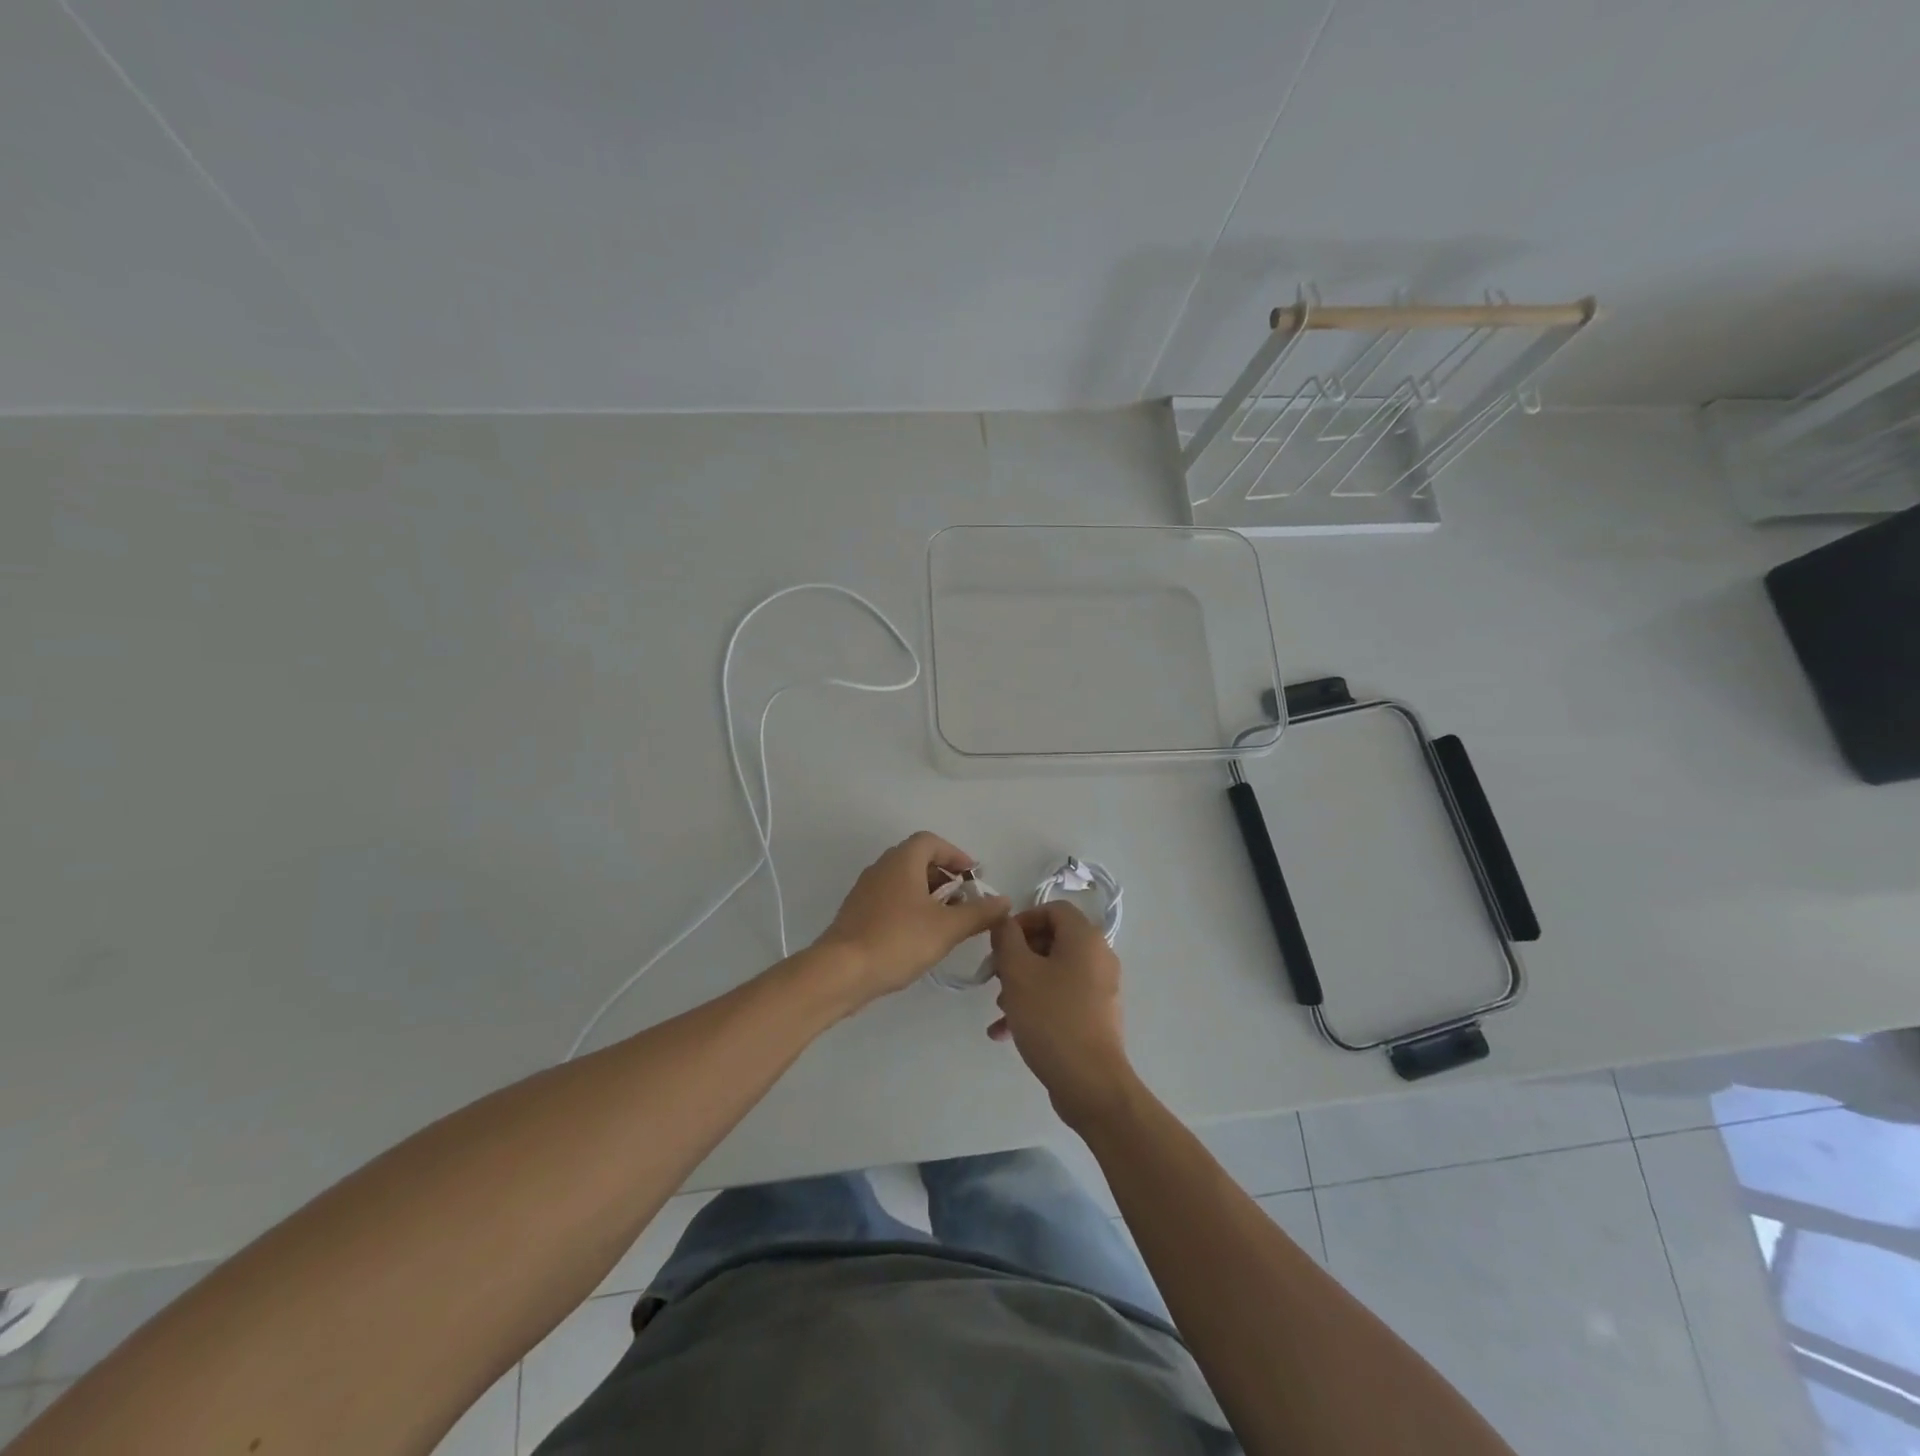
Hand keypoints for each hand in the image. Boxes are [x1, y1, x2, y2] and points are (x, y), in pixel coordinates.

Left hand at [814, 831, 1009, 1003]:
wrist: (840, 971)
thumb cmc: (897, 940)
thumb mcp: (947, 928)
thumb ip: (979, 913)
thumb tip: (1004, 901)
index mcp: (902, 861)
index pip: (931, 841)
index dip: (955, 855)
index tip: (973, 877)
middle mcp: (881, 868)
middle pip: (917, 860)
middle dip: (944, 877)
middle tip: (964, 902)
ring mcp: (865, 890)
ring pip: (903, 882)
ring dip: (928, 895)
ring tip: (946, 922)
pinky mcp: (856, 913)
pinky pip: (890, 900)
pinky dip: (910, 909)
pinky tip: (919, 937)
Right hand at [988, 902, 1136, 1127]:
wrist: (1090, 1082)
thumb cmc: (1051, 1017)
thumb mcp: (1018, 972)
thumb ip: (1006, 938)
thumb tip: (1005, 921)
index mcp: (1085, 938)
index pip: (1052, 909)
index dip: (1022, 919)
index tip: (999, 943)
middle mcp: (1098, 957)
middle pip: (1052, 941)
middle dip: (1018, 957)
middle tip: (995, 977)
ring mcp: (1100, 988)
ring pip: (1053, 972)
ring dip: (1022, 984)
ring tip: (999, 1008)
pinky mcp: (1096, 1016)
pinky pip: (1061, 998)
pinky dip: (1036, 1006)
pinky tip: (1005, 1031)